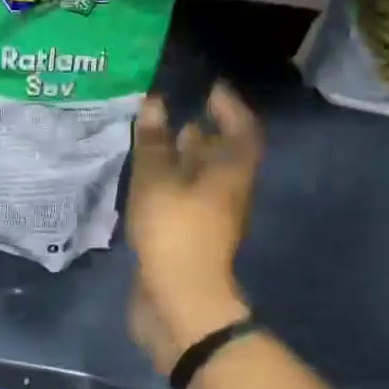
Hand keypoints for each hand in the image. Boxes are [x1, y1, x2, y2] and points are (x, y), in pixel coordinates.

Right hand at [126, 83, 261, 375]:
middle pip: (222, 156)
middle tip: (175, 113)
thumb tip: (155, 104)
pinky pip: (183, 200)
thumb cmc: (174, 232)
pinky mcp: (189, 238)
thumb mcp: (158, 180)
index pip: (242, 130)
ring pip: (200, 180)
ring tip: (156, 142)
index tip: (211, 89)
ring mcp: (209, 219)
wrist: (178, 300)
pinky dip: (169, 184)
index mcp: (232, 173)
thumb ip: (155, 142)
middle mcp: (227, 193)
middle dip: (202, 133)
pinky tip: (145, 181)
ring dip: (183, 160)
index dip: (230, 107)